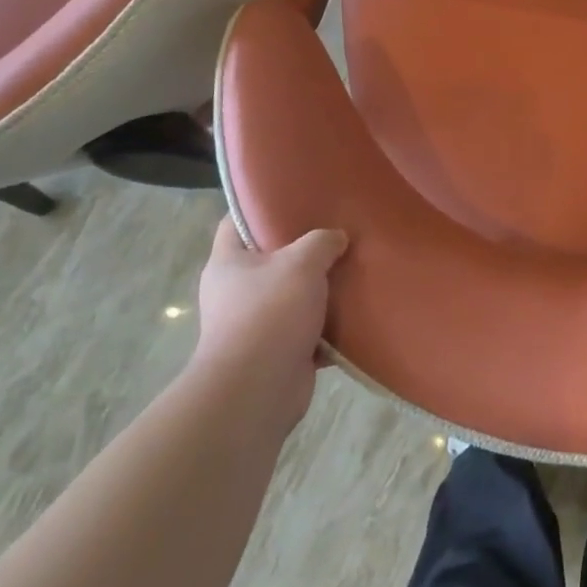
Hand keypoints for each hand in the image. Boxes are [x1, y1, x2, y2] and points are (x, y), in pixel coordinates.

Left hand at [191, 219, 346, 427]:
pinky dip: (330, 324)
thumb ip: (321, 242)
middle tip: (337, 230)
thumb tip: (337, 238)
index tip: (295, 197)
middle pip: (272, 259)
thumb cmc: (269, 313)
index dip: (261, 206)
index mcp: (228, 263)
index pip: (235, 221)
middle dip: (304, 248)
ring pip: (294, 294)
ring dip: (321, 288)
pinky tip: (358, 310)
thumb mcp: (301, 262)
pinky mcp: (278, 352)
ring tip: (355, 267)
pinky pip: (309, 329)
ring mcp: (256, 324)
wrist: (258, 390)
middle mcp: (236, 291)